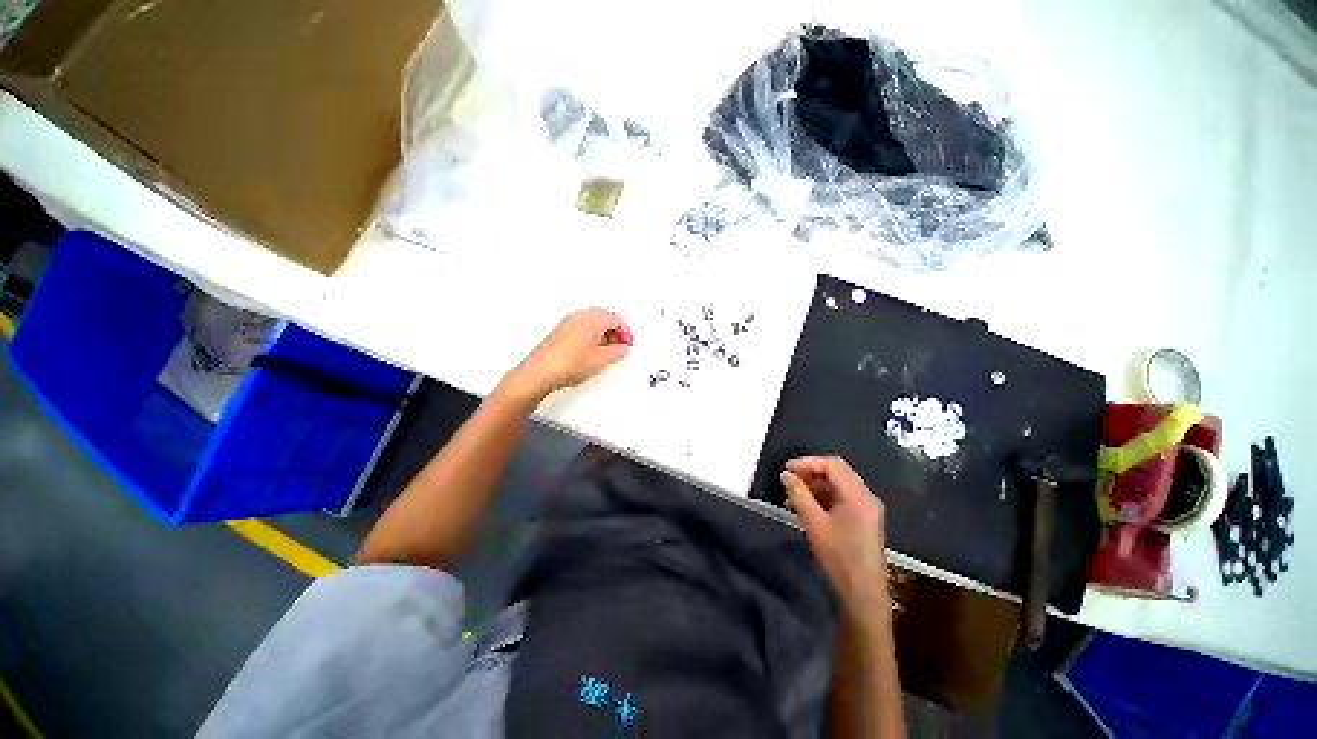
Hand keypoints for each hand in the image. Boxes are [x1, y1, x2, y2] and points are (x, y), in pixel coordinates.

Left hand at [503, 308, 632, 400]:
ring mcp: (569, 322)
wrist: (541, 371)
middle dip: (616, 330)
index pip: (617, 319)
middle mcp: (581, 316)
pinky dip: (592, 335)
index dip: (626, 332)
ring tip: (607, 350)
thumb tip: (621, 349)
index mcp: (593, 318)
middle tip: (621, 345)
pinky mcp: (561, 330)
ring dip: (604, 333)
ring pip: (593, 322)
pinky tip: (592, 350)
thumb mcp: (601, 360)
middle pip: (605, 317)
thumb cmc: (566, 363)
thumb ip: (616, 352)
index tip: (629, 343)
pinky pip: (582, 327)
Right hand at [780, 456, 887, 611]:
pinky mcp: (862, 519)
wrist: (862, 594)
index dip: (808, 462)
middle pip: (836, 472)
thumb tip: (785, 474)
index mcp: (858, 495)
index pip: (833, 465)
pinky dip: (822, 497)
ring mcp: (866, 508)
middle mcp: (865, 497)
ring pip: (837, 485)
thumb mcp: (815, 523)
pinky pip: (840, 498)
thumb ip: (799, 495)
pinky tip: (805, 505)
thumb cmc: (838, 557)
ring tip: (792, 494)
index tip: (787, 469)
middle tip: (788, 480)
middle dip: (810, 472)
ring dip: (814, 485)